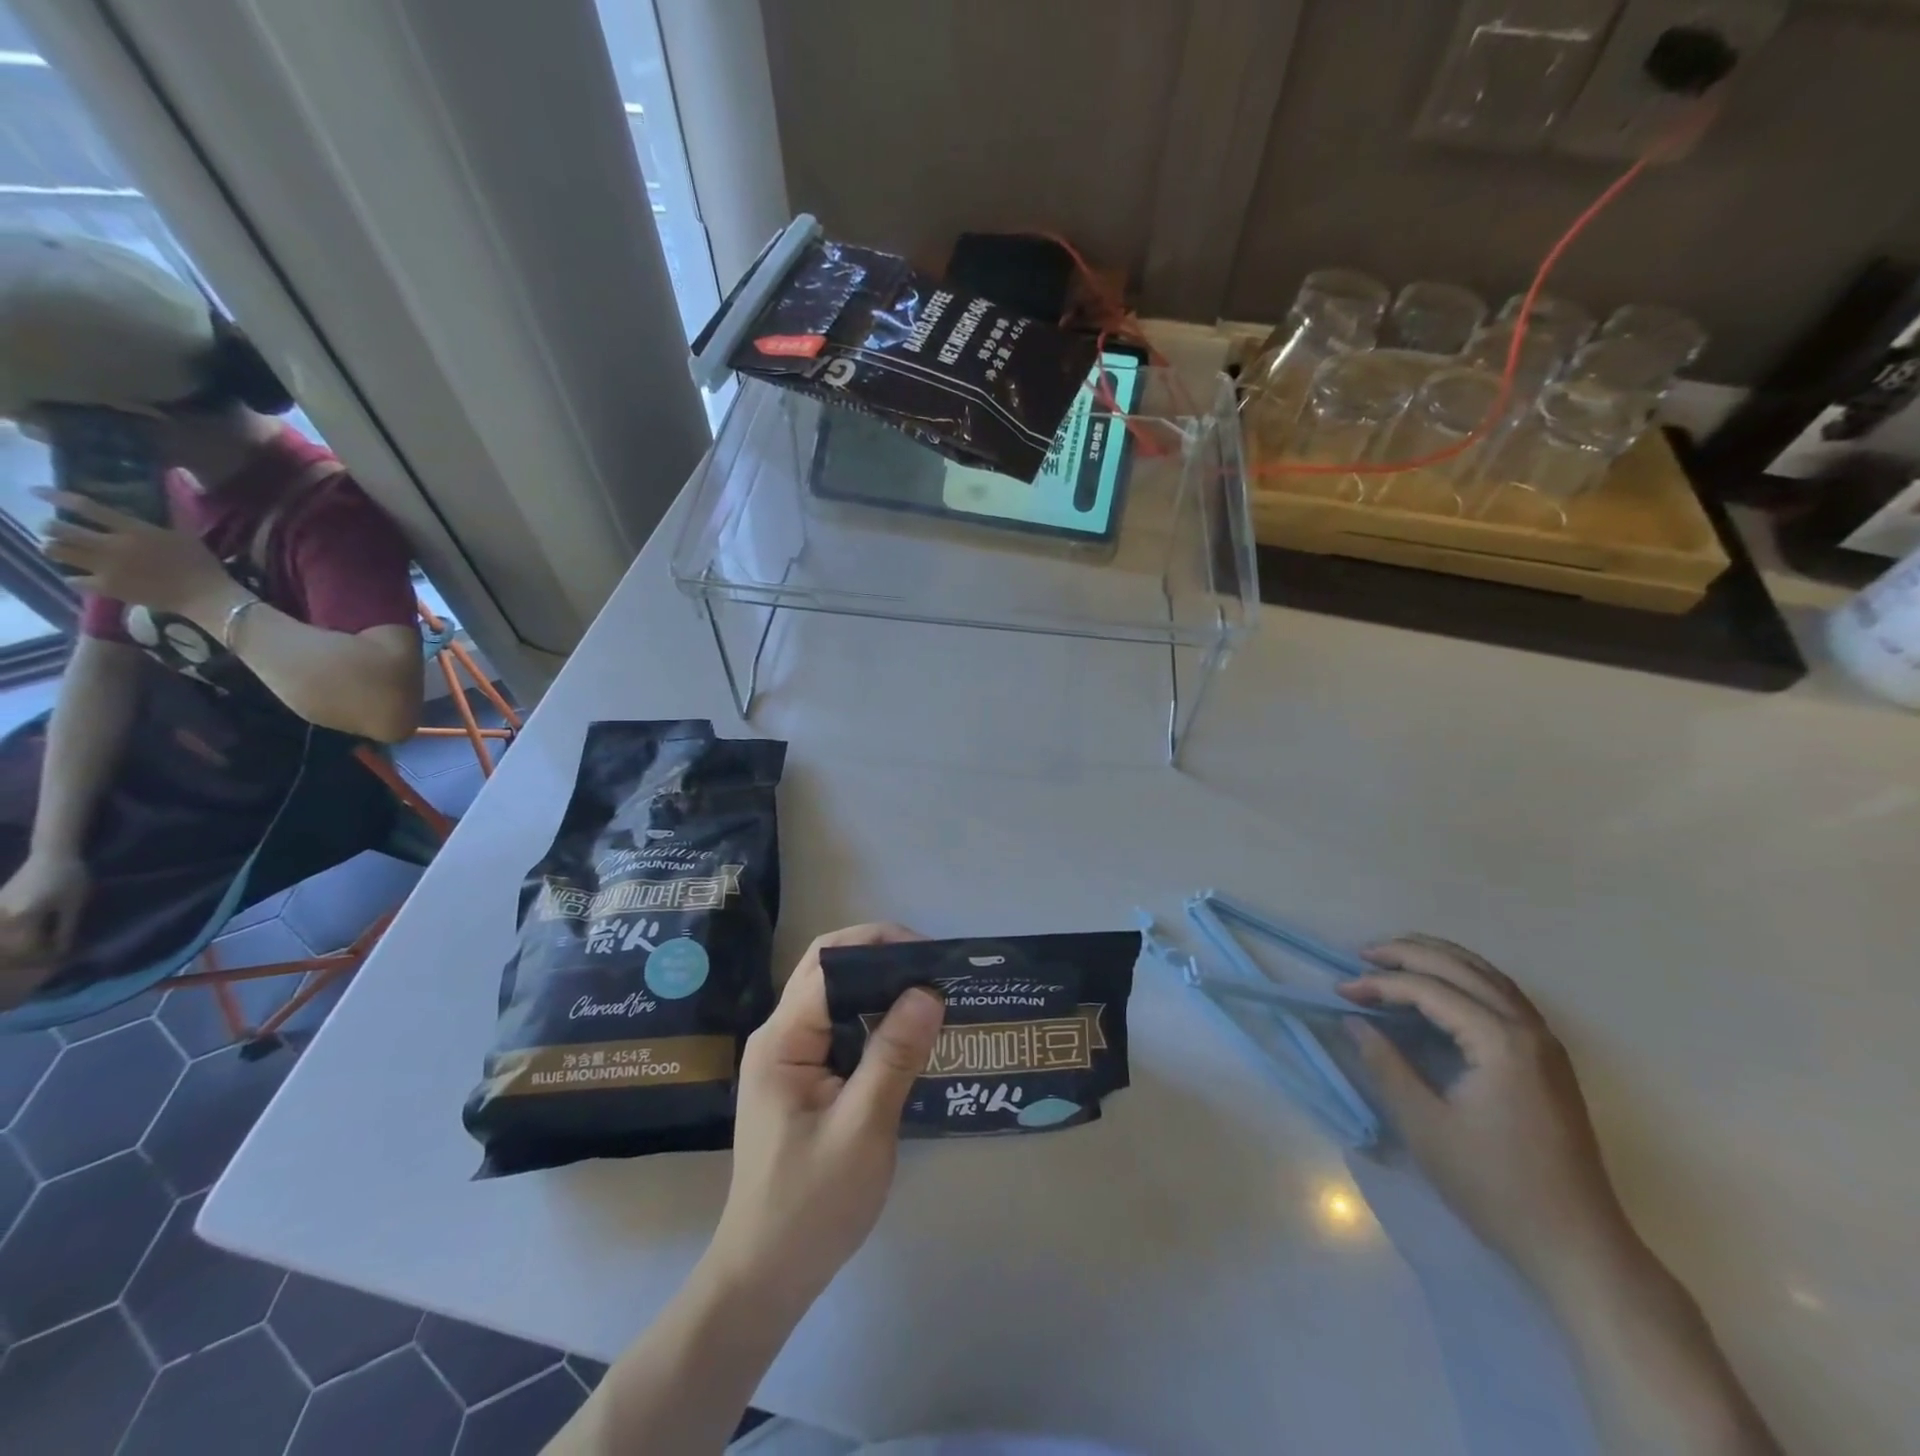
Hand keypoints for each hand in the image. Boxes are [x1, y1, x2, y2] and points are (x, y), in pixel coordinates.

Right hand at [0, 849, 88, 970]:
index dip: (45, 955)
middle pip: (12, 946)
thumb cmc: (70, 878)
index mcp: (22, 917)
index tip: (63, 957)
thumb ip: (65, 930)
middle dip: (33, 953)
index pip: (28, 947)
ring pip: (6, 939)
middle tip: (56, 954)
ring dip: (23, 946)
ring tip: (47, 944)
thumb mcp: (73, 905)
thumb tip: (61, 952)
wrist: (51, 855)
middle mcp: (2, 917)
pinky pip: (4, 929)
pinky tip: (35, 935)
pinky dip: (16, 936)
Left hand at [38, 490, 236, 618]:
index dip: (57, 497)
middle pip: (61, 529)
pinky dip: (73, 578)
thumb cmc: (202, 565)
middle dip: (50, 527)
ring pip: (58, 552)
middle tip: (52, 529)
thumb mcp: (186, 538)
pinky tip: (78, 578)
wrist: (206, 596)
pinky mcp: (107, 587)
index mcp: (133, 530)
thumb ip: (160, 525)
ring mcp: (106, 567)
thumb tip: (150, 510)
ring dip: (54, 549)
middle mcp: (112, 545)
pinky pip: (74, 580)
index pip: (86, 508)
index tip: (37, 491)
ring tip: (58, 550)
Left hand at [708, 923, 944, 1313]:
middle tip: (939, 972)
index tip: (933, 957)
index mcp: (782, 1039)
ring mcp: (790, 1058)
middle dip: (885, 961)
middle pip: (832, 972)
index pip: (830, 964)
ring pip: (839, 999)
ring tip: (934, 994)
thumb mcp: (862, 1129)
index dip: (880, 947)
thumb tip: (928, 991)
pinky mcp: (805, 1080)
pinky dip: (877, 1022)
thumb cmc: (810, 1206)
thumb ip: (893, 1056)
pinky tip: (911, 1034)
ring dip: (884, 990)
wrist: (765, 1278)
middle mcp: (780, 1036)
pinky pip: (842, 1031)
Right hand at [1340, 935, 1634, 1291]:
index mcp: (1500, 1042)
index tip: (1341, 991)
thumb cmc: (1495, 1186)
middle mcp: (1529, 1029)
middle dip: (1408, 954)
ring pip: (1488, 976)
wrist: (1578, 1245)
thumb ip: (1386, 1064)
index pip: (1429, 991)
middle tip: (1362, 955)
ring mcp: (1546, 1043)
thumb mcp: (1425, 1125)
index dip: (1380, 985)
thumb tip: (1354, 1021)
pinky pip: (1503, 995)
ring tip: (1396, 956)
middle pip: (1462, 969)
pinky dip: (1466, 977)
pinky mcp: (1549, 1059)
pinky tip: (1443, 985)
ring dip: (1439, 958)